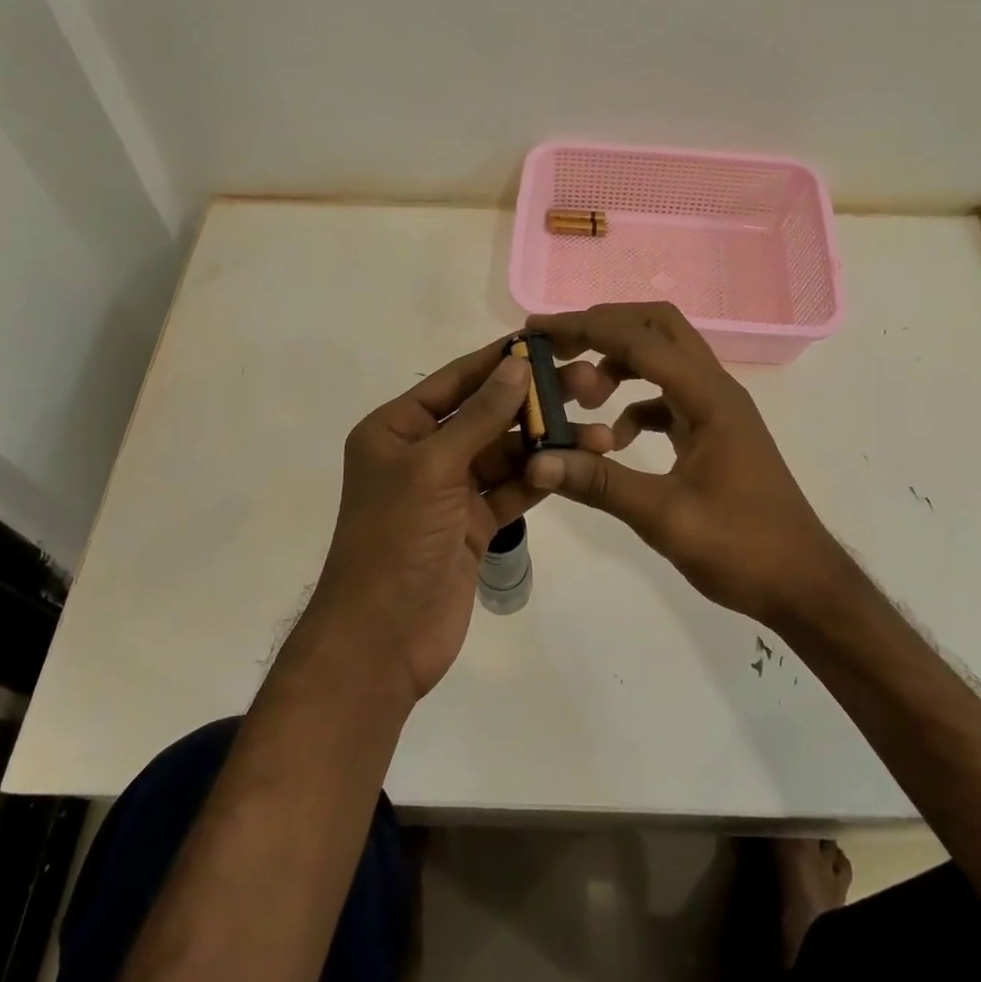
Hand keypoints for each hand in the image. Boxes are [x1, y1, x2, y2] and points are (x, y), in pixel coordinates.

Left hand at [304, 339, 612, 704]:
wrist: (382, 640)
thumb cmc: (396, 539)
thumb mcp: (433, 468)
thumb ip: (479, 416)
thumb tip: (517, 364)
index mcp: (396, 429)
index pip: (455, 381)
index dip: (499, 359)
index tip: (548, 341)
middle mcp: (422, 452)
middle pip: (485, 414)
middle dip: (534, 401)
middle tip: (589, 384)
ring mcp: (449, 490)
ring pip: (505, 453)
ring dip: (547, 442)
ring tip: (598, 432)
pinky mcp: (473, 524)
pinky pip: (512, 488)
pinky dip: (542, 476)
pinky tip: (580, 462)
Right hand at [524, 303, 839, 623]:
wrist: (804, 585)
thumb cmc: (743, 549)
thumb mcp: (665, 518)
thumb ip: (601, 484)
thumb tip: (538, 461)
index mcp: (709, 398)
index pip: (641, 340)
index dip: (587, 328)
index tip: (540, 329)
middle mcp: (715, 390)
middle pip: (659, 328)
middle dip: (605, 328)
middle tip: (558, 347)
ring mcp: (717, 410)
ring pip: (664, 359)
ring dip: (619, 364)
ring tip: (580, 396)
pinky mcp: (714, 432)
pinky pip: (668, 397)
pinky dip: (635, 404)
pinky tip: (614, 440)